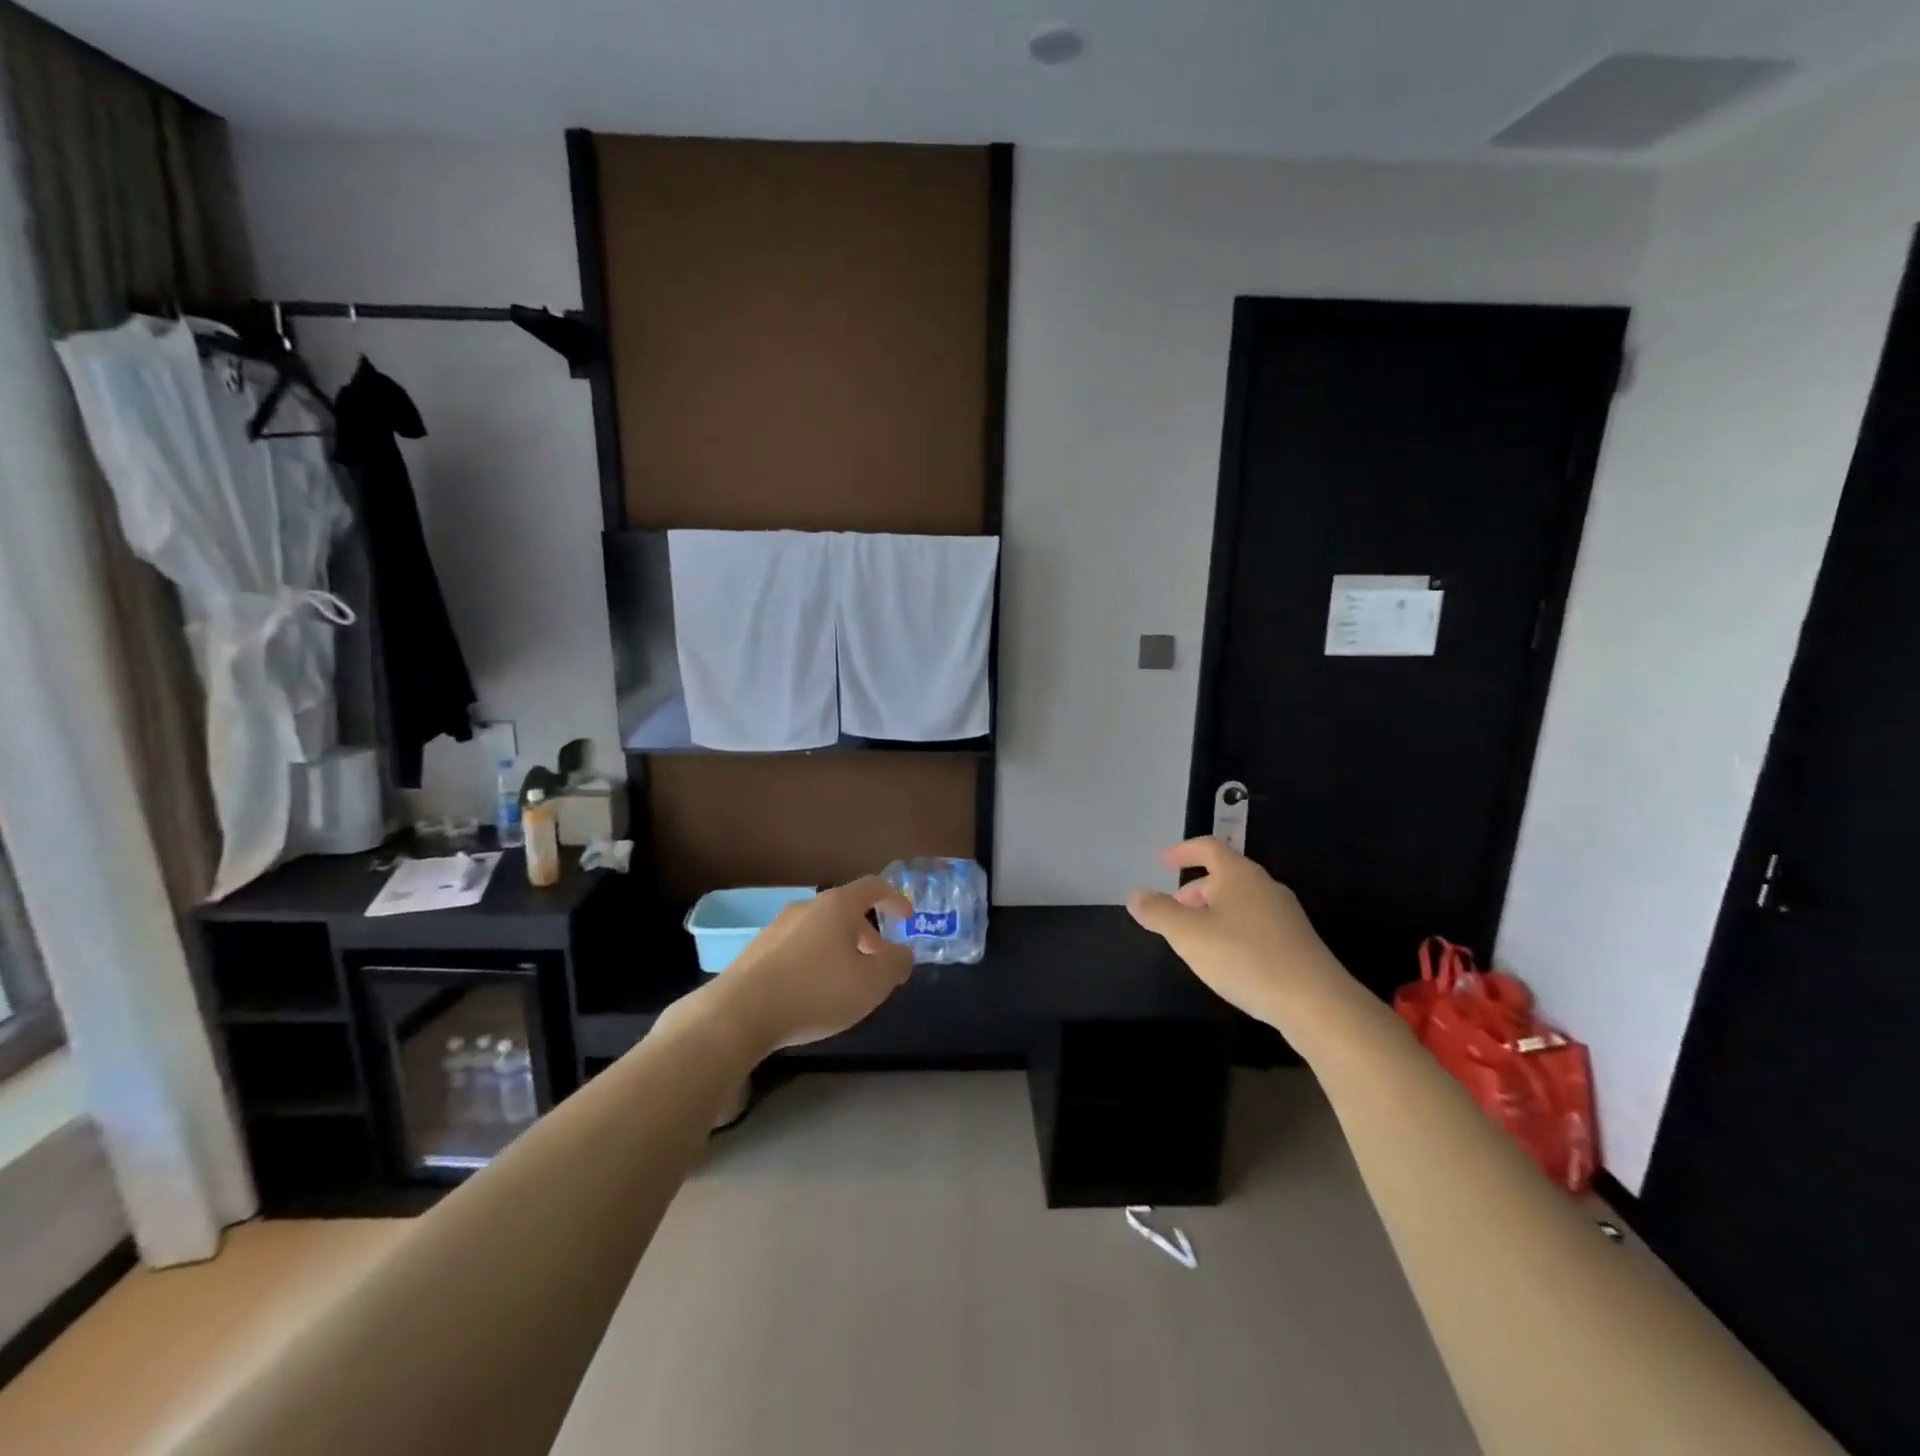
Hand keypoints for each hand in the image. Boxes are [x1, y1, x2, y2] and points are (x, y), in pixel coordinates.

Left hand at [703, 877, 913, 1053]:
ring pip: (819, 930)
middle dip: (868, 934)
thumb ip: (896, 964)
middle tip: (879, 961)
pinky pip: (797, 948)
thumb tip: (902, 953)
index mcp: (837, 906)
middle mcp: (806, 907)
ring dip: (840, 948)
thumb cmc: (816, 992)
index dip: (895, 899)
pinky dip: (814, 960)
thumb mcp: (872, 984)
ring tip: (847, 981)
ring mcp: (777, 927)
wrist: (739, 1013)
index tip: (907, 918)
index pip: (873, 886)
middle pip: (845, 910)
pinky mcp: (756, 951)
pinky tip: (813, 991)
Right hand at [1127, 838, 1360, 1033]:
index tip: (1162, 861)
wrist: (1315, 1002)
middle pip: (1225, 875)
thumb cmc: (1244, 957)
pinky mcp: (1297, 942)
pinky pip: (1255, 923)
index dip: (1182, 851)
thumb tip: (1136, 894)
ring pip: (1240, 901)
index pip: (1208, 847)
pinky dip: (1233, 929)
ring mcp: (1285, 914)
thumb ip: (1158, 912)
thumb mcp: (1188, 934)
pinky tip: (1227, 959)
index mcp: (1238, 874)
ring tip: (1195, 938)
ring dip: (1213, 911)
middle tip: (1173, 908)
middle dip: (1195, 888)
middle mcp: (1264, 886)